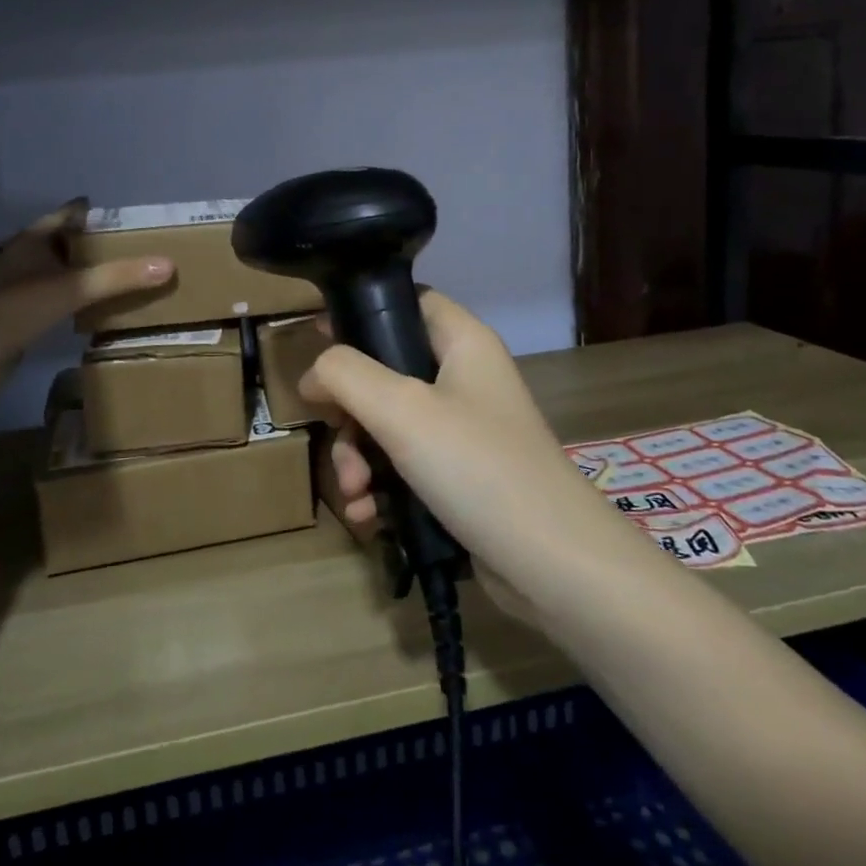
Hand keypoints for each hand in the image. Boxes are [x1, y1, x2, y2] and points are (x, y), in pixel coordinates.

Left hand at [0, 199, 173, 362]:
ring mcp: (20, 288)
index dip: (98, 213)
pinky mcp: (22, 316)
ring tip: (127, 273)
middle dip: (98, 243)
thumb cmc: (11, 313)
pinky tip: (100, 305)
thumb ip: (118, 277)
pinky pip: (59, 296)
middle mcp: (24, 259)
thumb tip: (169, 264)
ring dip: (89, 271)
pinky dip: (80, 296)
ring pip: (62, 270)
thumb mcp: (70, 290)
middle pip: (67, 242)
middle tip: (138, 246)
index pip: (68, 215)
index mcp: (30, 242)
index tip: (131, 217)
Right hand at [300, 292, 626, 616]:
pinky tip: (369, 518)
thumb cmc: (478, 467)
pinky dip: (379, 489)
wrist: (553, 565)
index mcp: (463, 343)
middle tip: (336, 436)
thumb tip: (313, 373)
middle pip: (385, 371)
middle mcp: (463, 380)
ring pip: (386, 426)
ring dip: (358, 459)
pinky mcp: (457, 479)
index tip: (317, 337)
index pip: (408, 300)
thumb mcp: (402, 410)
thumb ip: (346, 375)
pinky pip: (402, 468)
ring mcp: (461, 432)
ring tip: (354, 494)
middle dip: (349, 412)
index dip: (362, 311)